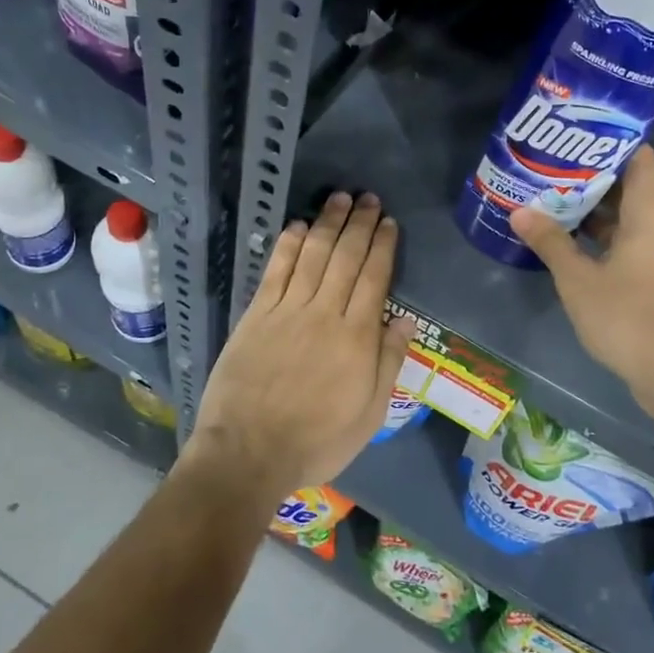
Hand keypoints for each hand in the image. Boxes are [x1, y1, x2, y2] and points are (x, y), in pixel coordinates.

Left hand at [190, 192, 414, 500]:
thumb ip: (388, 363)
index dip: (382, 246)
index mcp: (357, 337)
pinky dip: (288, 245)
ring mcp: (287, 311)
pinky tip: (297, 226)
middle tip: (369, 198)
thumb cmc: (316, 441)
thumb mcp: (369, 415)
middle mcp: (324, 313)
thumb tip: (405, 320)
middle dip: (359, 224)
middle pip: (345, 258)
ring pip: (312, 255)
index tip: (389, 222)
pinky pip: (275, 271)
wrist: (248, 453)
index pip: (374, 278)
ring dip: (327, 223)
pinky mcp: (256, 315)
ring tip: (340, 198)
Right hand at [511, 148, 653, 425]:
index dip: (609, 144)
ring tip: (553, 206)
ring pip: (629, 221)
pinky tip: (572, 247)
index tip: (574, 140)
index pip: (639, 157)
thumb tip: (520, 212)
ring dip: (595, 215)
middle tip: (549, 174)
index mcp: (651, 212)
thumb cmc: (627, 315)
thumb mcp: (577, 278)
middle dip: (590, 182)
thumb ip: (550, 242)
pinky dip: (605, 241)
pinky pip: (633, 246)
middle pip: (630, 188)